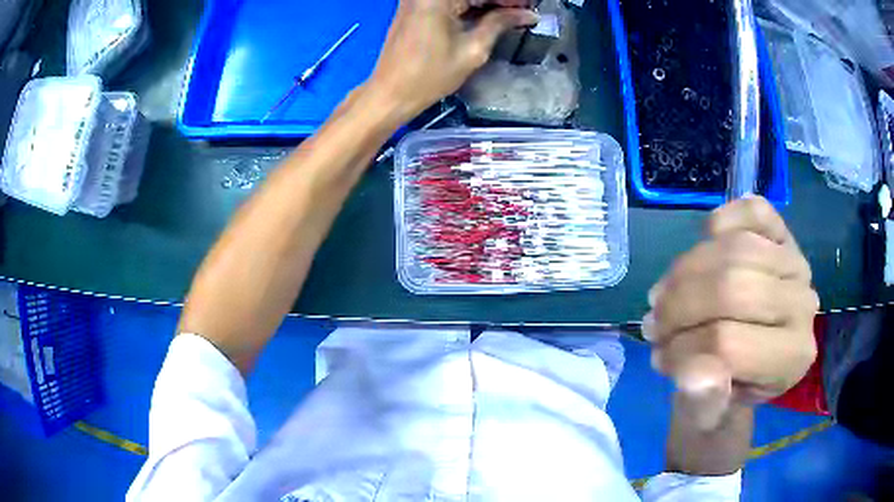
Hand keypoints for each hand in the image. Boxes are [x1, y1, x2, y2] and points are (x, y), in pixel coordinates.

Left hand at [366, 0, 537, 120]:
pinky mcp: (414, 6)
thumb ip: (500, 24)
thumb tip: (528, 14)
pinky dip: (469, 6)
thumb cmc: (430, 75)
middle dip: (499, 1)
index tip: (530, 8)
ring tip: (510, 15)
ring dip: (486, 3)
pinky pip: (449, 0)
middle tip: (523, 12)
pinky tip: (488, 15)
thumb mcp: (473, 49)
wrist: (390, 93)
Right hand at [645, 197, 819, 430]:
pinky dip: (719, 222)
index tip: (661, 359)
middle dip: (678, 305)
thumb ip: (704, 403)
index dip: (681, 350)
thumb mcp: (712, 413)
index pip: (729, 345)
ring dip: (684, 270)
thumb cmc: (729, 390)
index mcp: (792, 358)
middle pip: (732, 288)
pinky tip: (704, 250)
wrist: (752, 359)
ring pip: (735, 248)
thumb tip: (692, 374)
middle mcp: (804, 305)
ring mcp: (797, 261)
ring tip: (665, 295)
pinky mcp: (784, 232)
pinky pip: (750, 211)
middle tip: (655, 323)